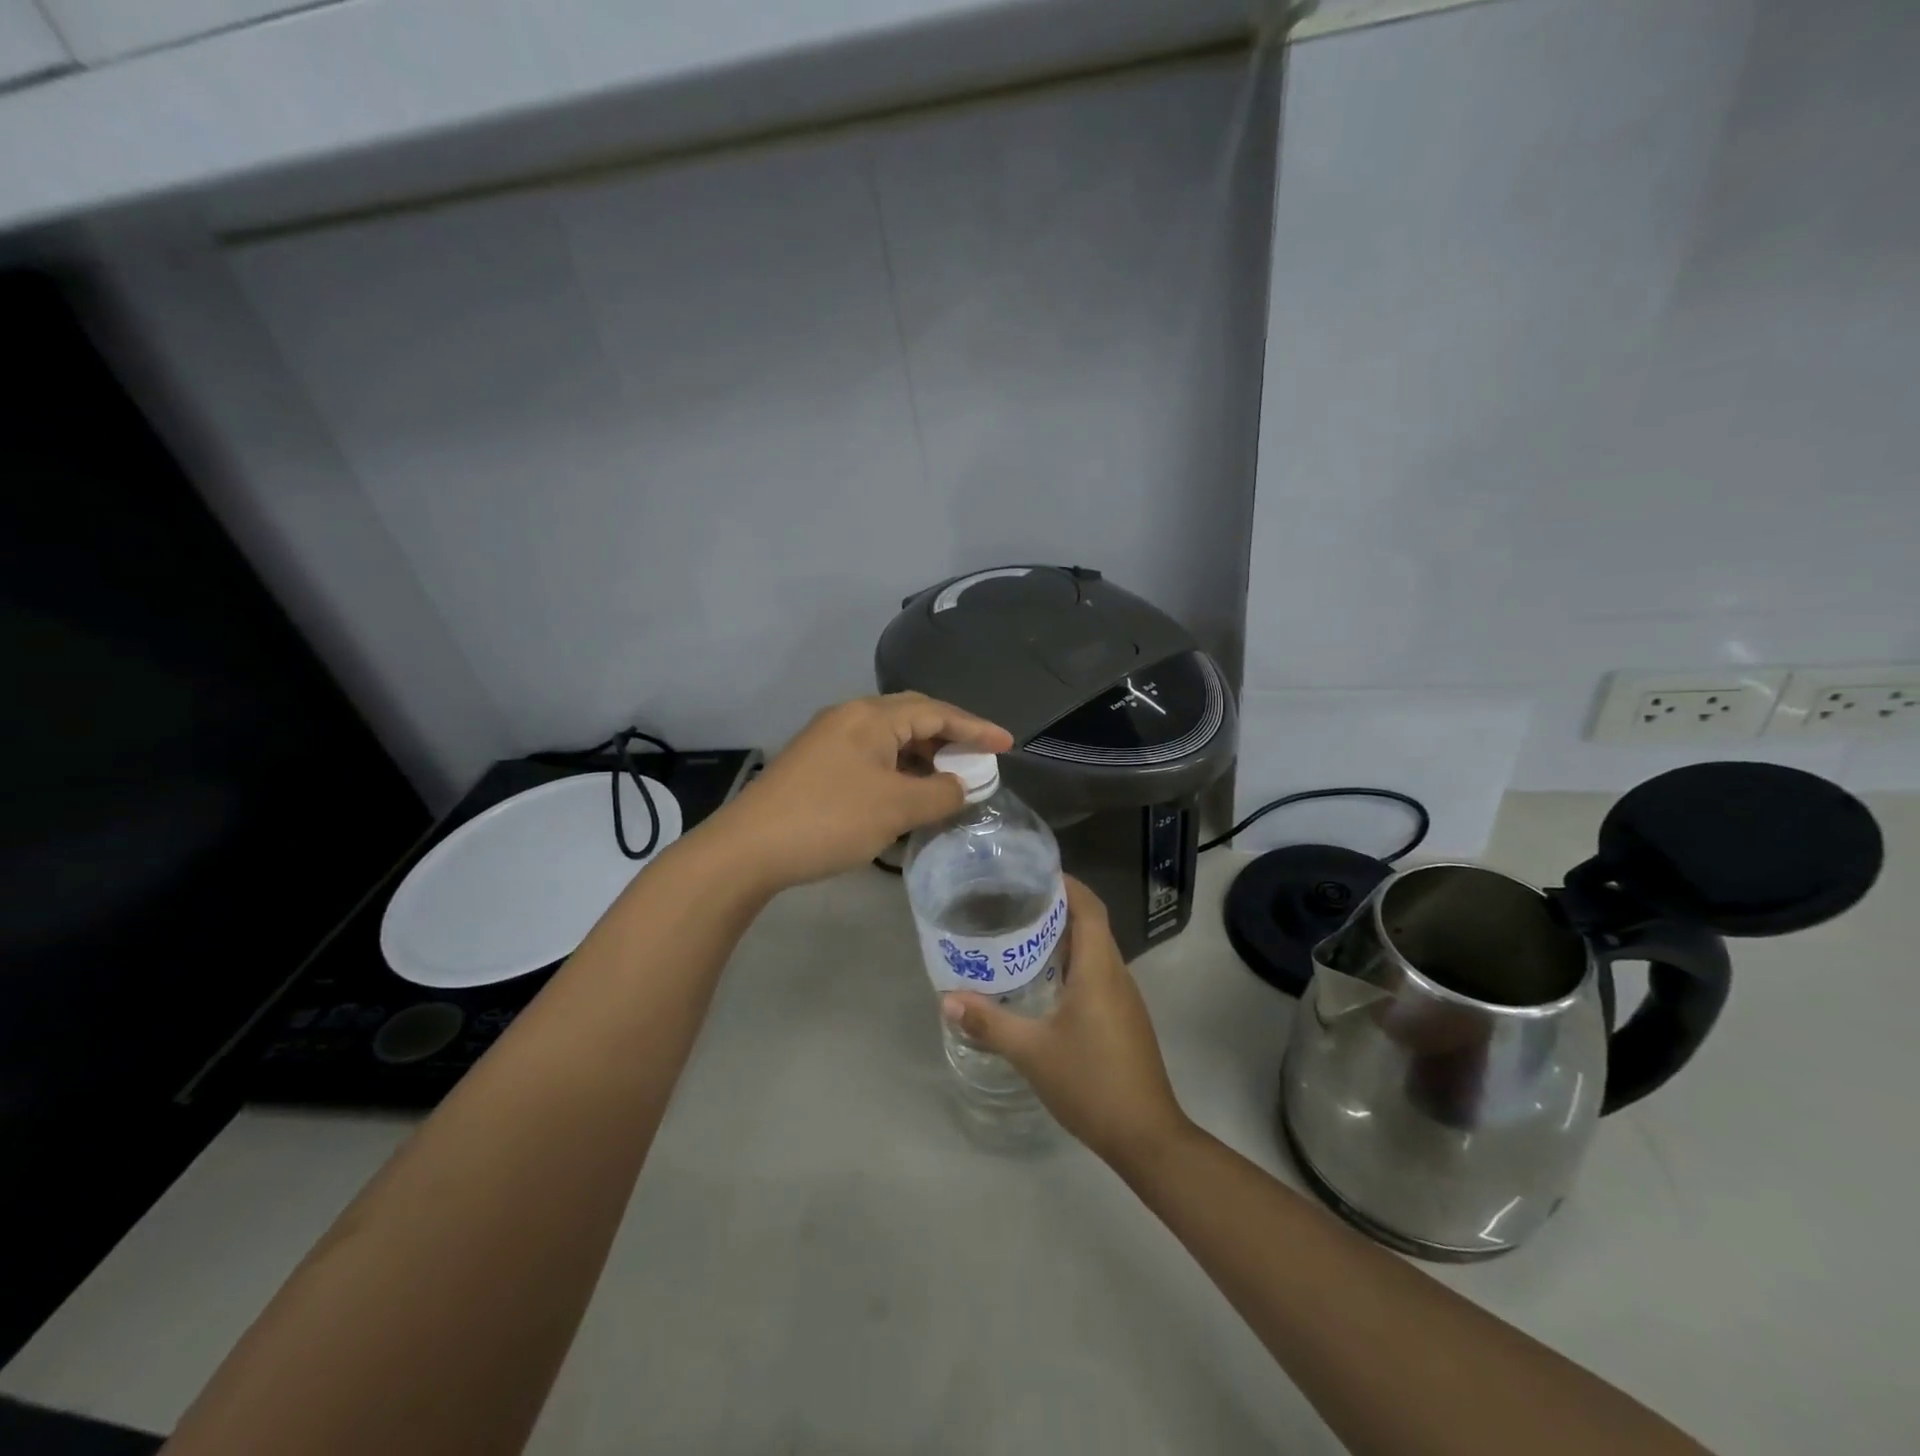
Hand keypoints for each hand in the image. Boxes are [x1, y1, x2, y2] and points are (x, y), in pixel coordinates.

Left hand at [706, 692, 1012, 892]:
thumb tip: (962, 786)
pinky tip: (907, 795)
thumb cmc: (829, 820)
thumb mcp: (896, 808)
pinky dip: (898, 771)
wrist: (748, 849)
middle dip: (950, 738)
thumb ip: (941, 793)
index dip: (976, 727)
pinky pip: (871, 757)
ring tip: (948, 781)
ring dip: (923, 757)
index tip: (1008, 744)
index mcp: (871, 717)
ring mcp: (828, 740)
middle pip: (913, 718)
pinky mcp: (816, 764)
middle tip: (978, 761)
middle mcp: (850, 717)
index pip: (936, 711)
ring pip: (890, 739)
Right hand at [941, 878, 1193, 1169]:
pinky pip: (1097, 974)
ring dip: (1063, 938)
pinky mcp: (1124, 1019)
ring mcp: (1124, 998)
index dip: (1066, 883)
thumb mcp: (1032, 1052)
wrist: (1146, 1136)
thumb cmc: (1091, 1083)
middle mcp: (1116, 974)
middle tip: (1013, 903)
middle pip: (1091, 924)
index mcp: (1098, 968)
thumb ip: (989, 1023)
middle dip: (1056, 907)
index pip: (1089, 906)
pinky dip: (1072, 965)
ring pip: (1094, 950)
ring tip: (1020, 936)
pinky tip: (1043, 983)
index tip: (1032, 873)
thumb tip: (947, 999)